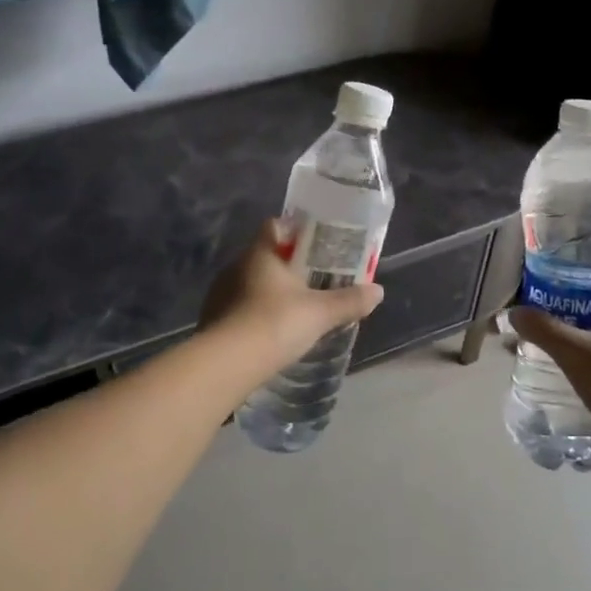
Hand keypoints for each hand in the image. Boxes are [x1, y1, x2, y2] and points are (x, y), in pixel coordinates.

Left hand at [199, 219, 383, 379]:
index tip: (315, 243)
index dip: (295, 230)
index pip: (275, 226)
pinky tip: (269, 331)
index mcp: (261, 253)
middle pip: (265, 256)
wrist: (226, 364)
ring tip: (292, 308)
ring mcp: (220, 293)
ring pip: (250, 282)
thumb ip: (349, 301)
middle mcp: (237, 266)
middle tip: (312, 279)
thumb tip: (378, 291)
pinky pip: (238, 307)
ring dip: (269, 292)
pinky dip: (254, 314)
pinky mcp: (212, 319)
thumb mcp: (320, 313)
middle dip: (287, 265)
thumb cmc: (275, 323)